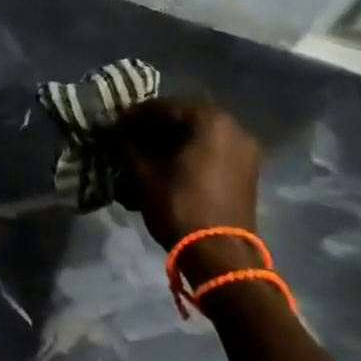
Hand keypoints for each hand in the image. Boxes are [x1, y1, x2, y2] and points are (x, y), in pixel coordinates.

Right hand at [104, 98, 262, 259]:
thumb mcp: (145, 175)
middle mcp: (233, 127)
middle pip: (185, 119)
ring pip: (199, 135)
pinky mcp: (245, 172)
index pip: (165, 106)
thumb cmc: (180, 207)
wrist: (221, 255)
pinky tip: (167, 167)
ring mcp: (243, 150)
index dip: (136, 115)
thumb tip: (118, 136)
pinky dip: (189, 154)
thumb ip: (129, 148)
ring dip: (172, 141)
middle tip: (129, 137)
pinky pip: (211, 151)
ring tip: (145, 154)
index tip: (115, 125)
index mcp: (211, 121)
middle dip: (155, 127)